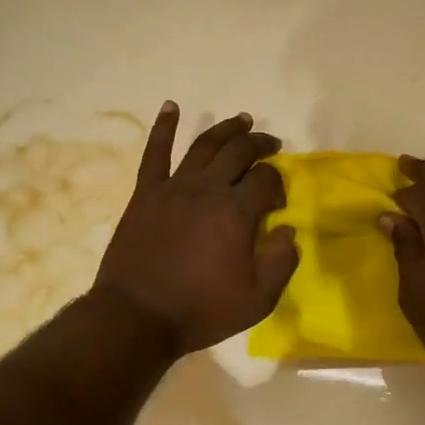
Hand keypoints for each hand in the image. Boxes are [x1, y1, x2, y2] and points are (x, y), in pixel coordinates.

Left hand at [93, 103, 298, 353]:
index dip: (278, 185)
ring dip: (226, 129)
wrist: (137, 317)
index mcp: (237, 212)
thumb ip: (281, 261)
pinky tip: (171, 107)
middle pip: (239, 152)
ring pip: (204, 145)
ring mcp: (173, 188)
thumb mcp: (258, 299)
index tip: (276, 205)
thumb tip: (287, 230)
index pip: (267, 179)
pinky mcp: (145, 194)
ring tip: (241, 121)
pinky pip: (155, 153)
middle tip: (271, 144)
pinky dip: (164, 127)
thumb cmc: (201, 310)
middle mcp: (207, 189)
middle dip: (260, 144)